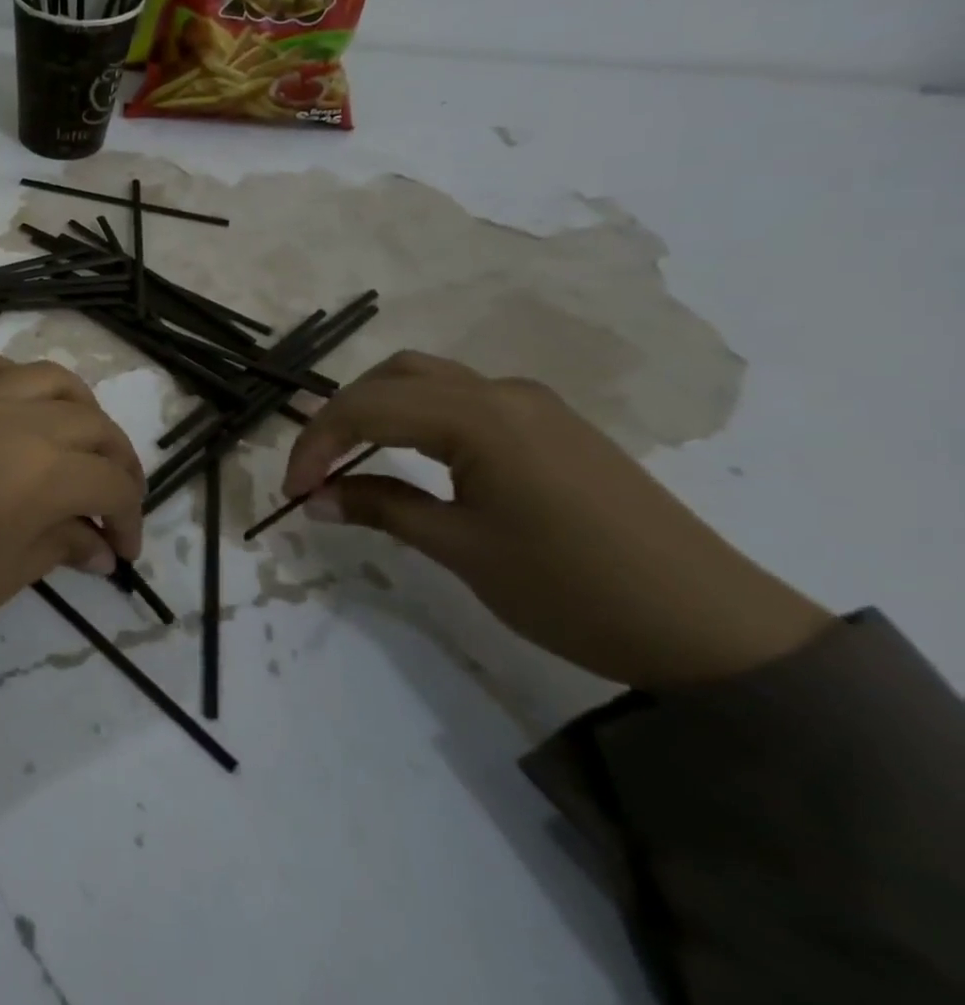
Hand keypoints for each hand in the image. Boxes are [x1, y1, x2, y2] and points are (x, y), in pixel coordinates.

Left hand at [0, 356, 144, 668]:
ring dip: (80, 413)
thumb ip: (58, 547)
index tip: (123, 551)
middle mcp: (16, 418)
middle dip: (118, 465)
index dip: (129, 517)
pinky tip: (19, 412)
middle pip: (93, 425)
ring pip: (51, 380)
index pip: (111, 481)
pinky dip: (20, 383)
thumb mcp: (0, 580)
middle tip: (114, 505)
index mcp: (40, 471)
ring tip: (78, 450)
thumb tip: (99, 546)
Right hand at [282, 351, 833, 688]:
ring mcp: (533, 403)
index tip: (292, 492)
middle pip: (392, 377)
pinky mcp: (552, 424)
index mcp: (479, 417)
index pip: (367, 409)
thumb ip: (381, 509)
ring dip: (378, 407)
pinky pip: (464, 398)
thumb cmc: (573, 589)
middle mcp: (502, 391)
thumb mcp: (462, 550)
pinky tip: (411, 453)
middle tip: (314, 470)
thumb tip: (314, 499)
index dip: (315, 445)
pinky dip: (417, 414)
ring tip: (350, 454)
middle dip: (339, 417)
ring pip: (428, 379)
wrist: (712, 627)